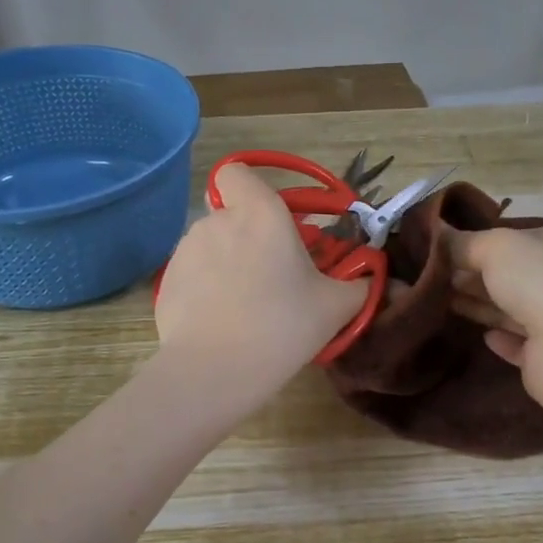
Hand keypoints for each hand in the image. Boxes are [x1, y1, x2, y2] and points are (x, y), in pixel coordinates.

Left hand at [154, 164, 367, 397]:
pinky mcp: (167, 281)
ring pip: (211, 244)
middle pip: (231, 213)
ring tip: (246, 305)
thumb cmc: (281, 326)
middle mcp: (218, 220)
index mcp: (260, 212)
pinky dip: (206, 288)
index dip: (250, 189)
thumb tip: (375, 278)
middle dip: (249, 235)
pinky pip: (193, 273)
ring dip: (227, 261)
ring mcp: (186, 250)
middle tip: (273, 275)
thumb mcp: (335, 307)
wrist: (213, 371)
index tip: (272, 221)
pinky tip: (221, 321)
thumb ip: (359, 284)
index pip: (237, 172)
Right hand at [445, 225, 542, 397]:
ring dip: (478, 303)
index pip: (514, 237)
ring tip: (437, 300)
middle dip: (472, 274)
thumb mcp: (496, 248)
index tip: (438, 249)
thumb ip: (464, 242)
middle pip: (509, 273)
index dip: (477, 241)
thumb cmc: (540, 284)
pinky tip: (482, 336)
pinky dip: (500, 337)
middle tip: (430, 276)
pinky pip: (517, 342)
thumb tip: (436, 232)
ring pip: (510, 307)